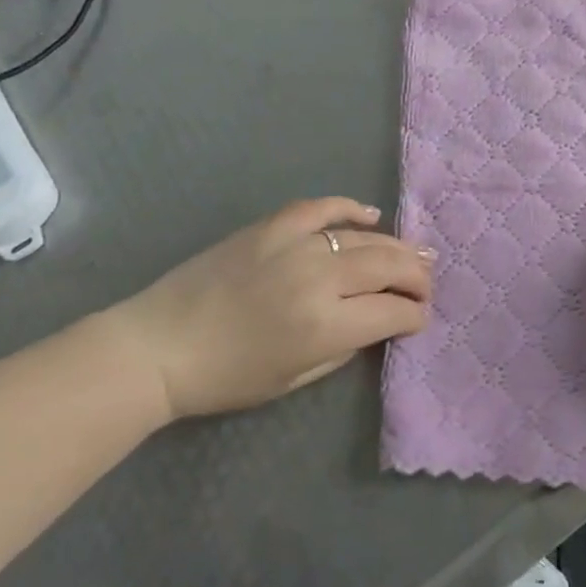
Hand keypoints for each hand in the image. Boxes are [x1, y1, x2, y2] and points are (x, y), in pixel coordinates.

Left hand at [100, 198, 433, 418]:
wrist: (158, 346)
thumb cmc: (225, 377)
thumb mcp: (293, 379)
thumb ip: (343, 347)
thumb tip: (374, 321)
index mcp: (325, 325)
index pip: (392, 312)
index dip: (415, 315)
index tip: (421, 318)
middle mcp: (319, 278)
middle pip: (388, 266)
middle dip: (417, 276)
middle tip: (427, 283)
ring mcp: (295, 244)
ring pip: (364, 236)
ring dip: (396, 246)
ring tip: (414, 253)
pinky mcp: (273, 226)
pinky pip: (323, 207)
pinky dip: (350, 208)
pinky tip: (370, 216)